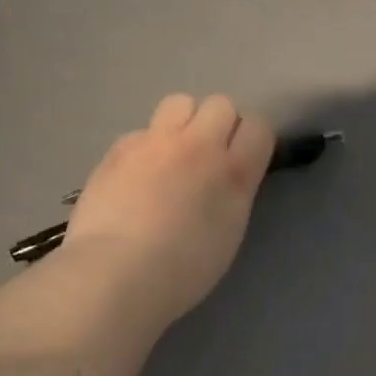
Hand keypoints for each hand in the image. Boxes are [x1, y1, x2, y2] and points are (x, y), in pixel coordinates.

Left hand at [58, 93, 275, 327]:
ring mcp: (155, 142)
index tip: (243, 159)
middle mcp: (198, 146)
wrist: (116, 272)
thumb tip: (224, 178)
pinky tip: (136, 176)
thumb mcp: (228, 233)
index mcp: (233, 173)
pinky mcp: (119, 148)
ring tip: (172, 155)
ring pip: (179, 103)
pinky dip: (146, 147)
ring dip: (183, 123)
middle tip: (206, 157)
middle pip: (220, 104)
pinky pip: (142, 131)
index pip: (258, 127)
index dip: (252, 140)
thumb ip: (232, 194)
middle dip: (218, 124)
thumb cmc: (182, 270)